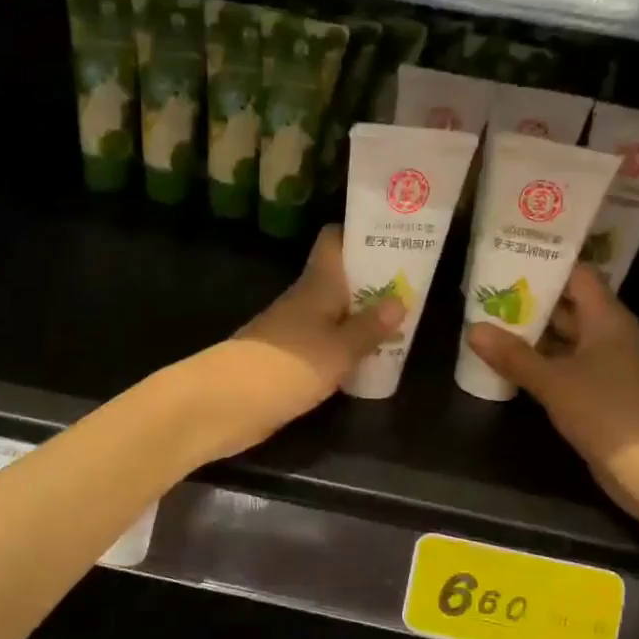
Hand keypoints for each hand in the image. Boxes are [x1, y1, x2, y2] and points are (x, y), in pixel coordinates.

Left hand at [181, 226, 402, 462]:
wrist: (225, 404)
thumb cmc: (286, 367)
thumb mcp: (339, 349)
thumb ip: (369, 327)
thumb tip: (399, 300)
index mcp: (316, 285)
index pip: (333, 241)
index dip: (360, 234)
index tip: (394, 235)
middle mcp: (304, 301)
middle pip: (340, 279)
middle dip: (373, 280)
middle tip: (414, 285)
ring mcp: (293, 330)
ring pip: (334, 312)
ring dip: (362, 316)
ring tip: (402, 322)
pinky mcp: (288, 360)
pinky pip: (325, 343)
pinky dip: (346, 345)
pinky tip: (369, 359)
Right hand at [465, 265, 638, 520]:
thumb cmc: (608, 411)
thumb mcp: (554, 381)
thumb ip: (514, 355)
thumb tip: (473, 329)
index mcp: (606, 319)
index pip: (578, 276)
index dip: (547, 264)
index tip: (510, 256)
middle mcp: (610, 336)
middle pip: (569, 306)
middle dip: (532, 300)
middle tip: (488, 291)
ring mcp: (608, 367)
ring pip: (566, 339)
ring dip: (534, 334)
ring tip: (491, 323)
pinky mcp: (602, 395)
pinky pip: (568, 367)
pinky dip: (542, 363)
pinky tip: (512, 365)